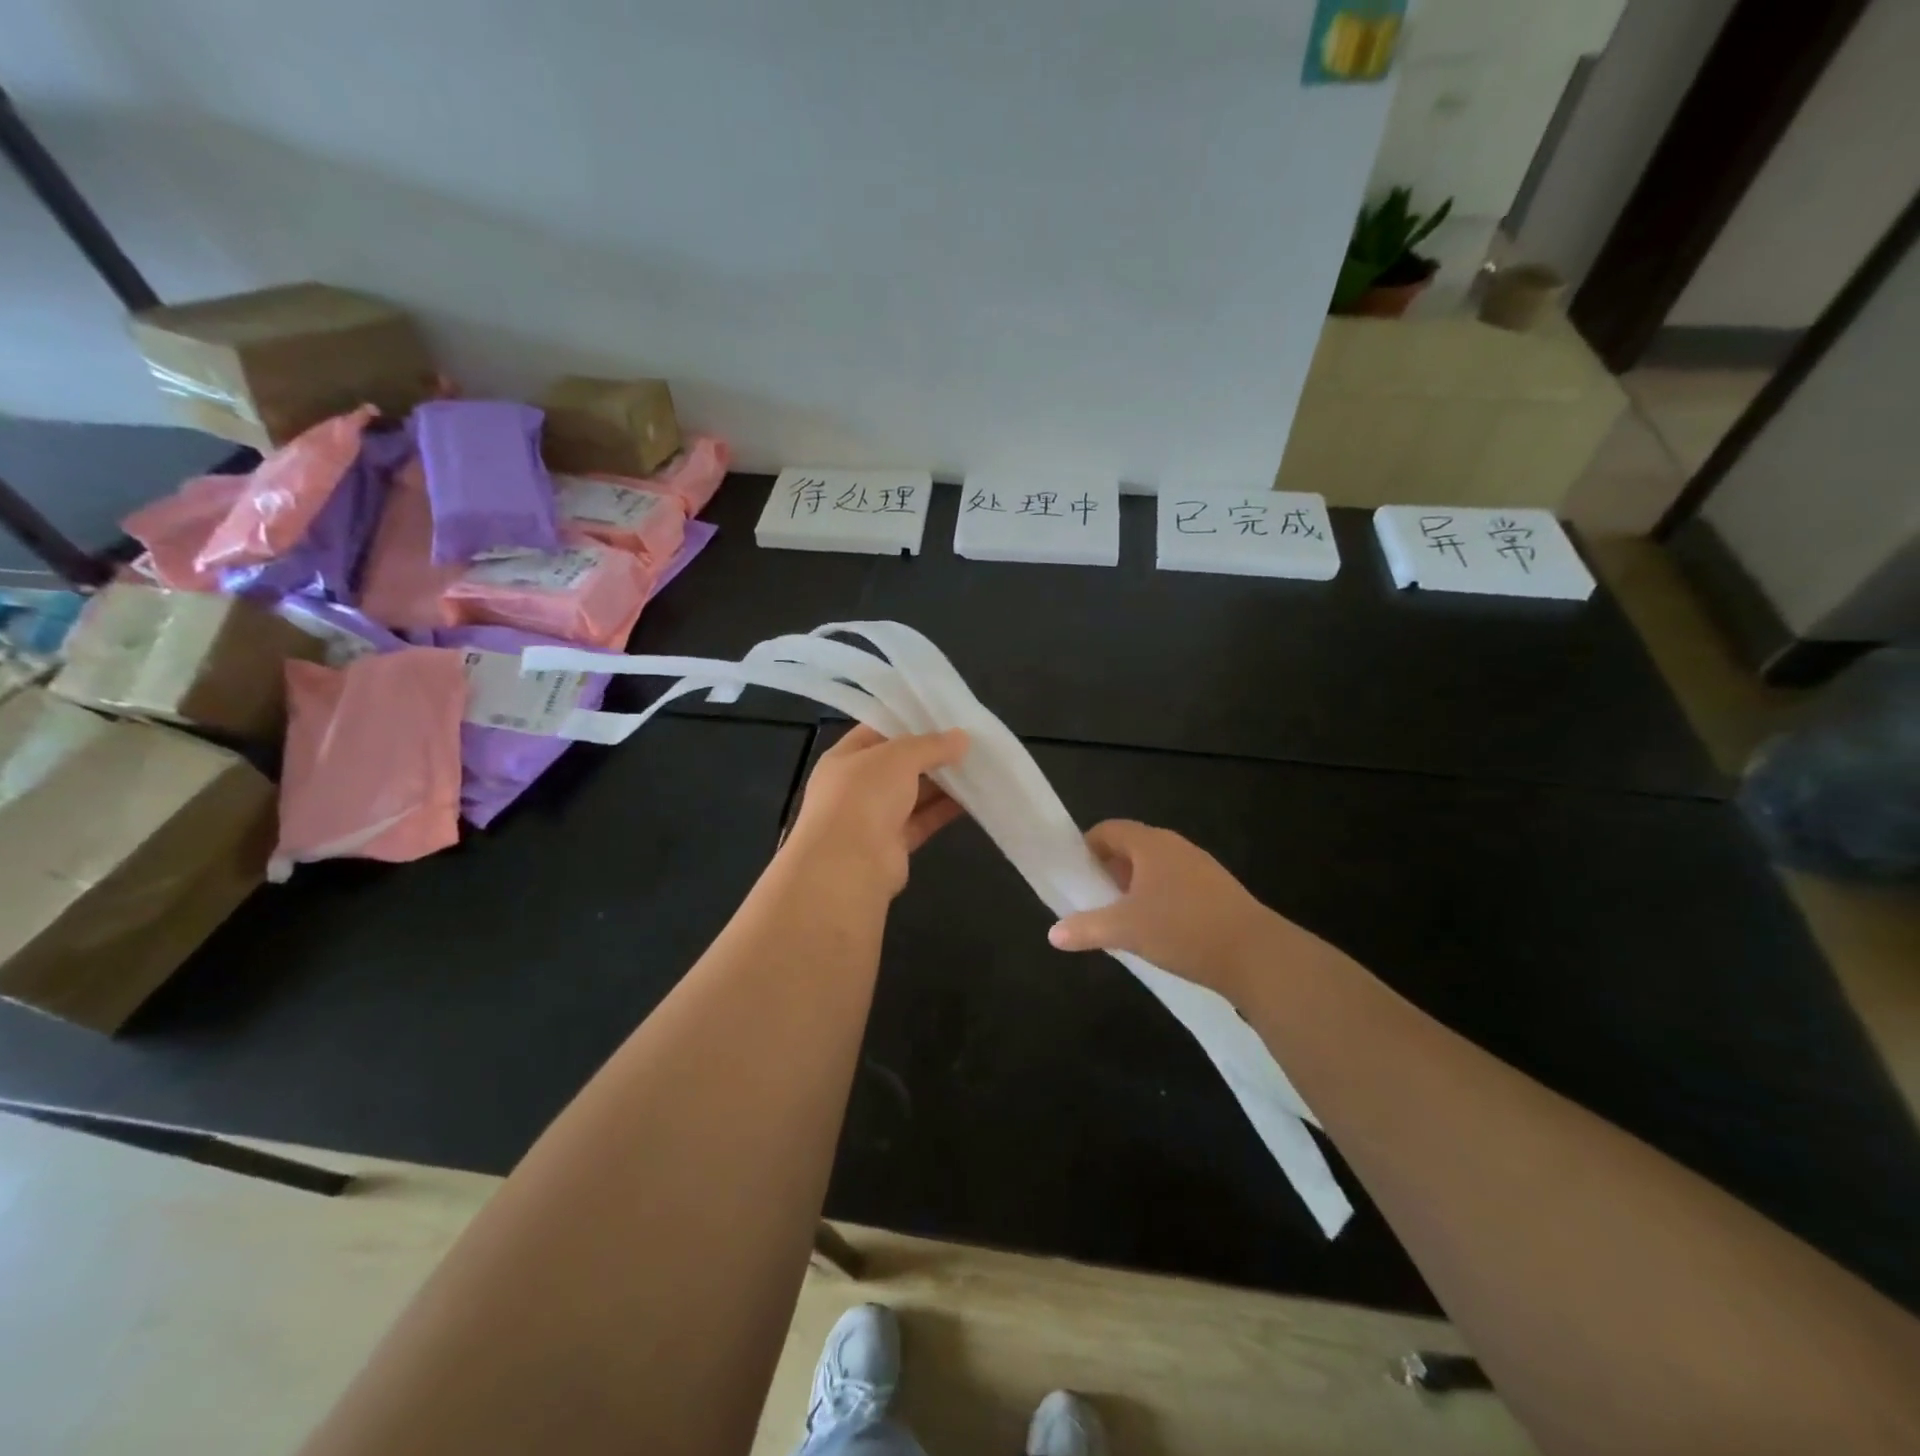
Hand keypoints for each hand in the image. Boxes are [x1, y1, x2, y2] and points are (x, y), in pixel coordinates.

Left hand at [784, 726, 969, 896]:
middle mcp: (856, 787)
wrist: (849, 864)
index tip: (941, 717)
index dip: (906, 723)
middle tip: (967, 742)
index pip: (876, 732)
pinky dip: (944, 810)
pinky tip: (972, 798)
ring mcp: (873, 818)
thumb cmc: (864, 795)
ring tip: (976, 766)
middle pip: (897, 765)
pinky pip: (922, 820)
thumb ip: (931, 745)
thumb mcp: (899, 756)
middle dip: (930, 755)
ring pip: (912, 794)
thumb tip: (962, 738)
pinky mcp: (893, 845)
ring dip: (941, 783)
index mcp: (844, 759)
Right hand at [1048, 820, 1303, 999]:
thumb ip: (1086, 929)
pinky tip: (1158, 930)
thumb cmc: (1183, 930)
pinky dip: (1159, 898)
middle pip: (1131, 847)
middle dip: (1109, 870)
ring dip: (1134, 886)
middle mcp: (1175, 846)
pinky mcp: (1218, 889)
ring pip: (1155, 867)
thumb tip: (1053, 934)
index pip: (1108, 830)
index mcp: (1150, 844)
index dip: (1087, 847)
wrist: (1256, 954)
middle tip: (1093, 899)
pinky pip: (1176, 883)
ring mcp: (1200, 866)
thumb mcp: (1126, 930)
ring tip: (1122, 918)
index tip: (1075, 875)